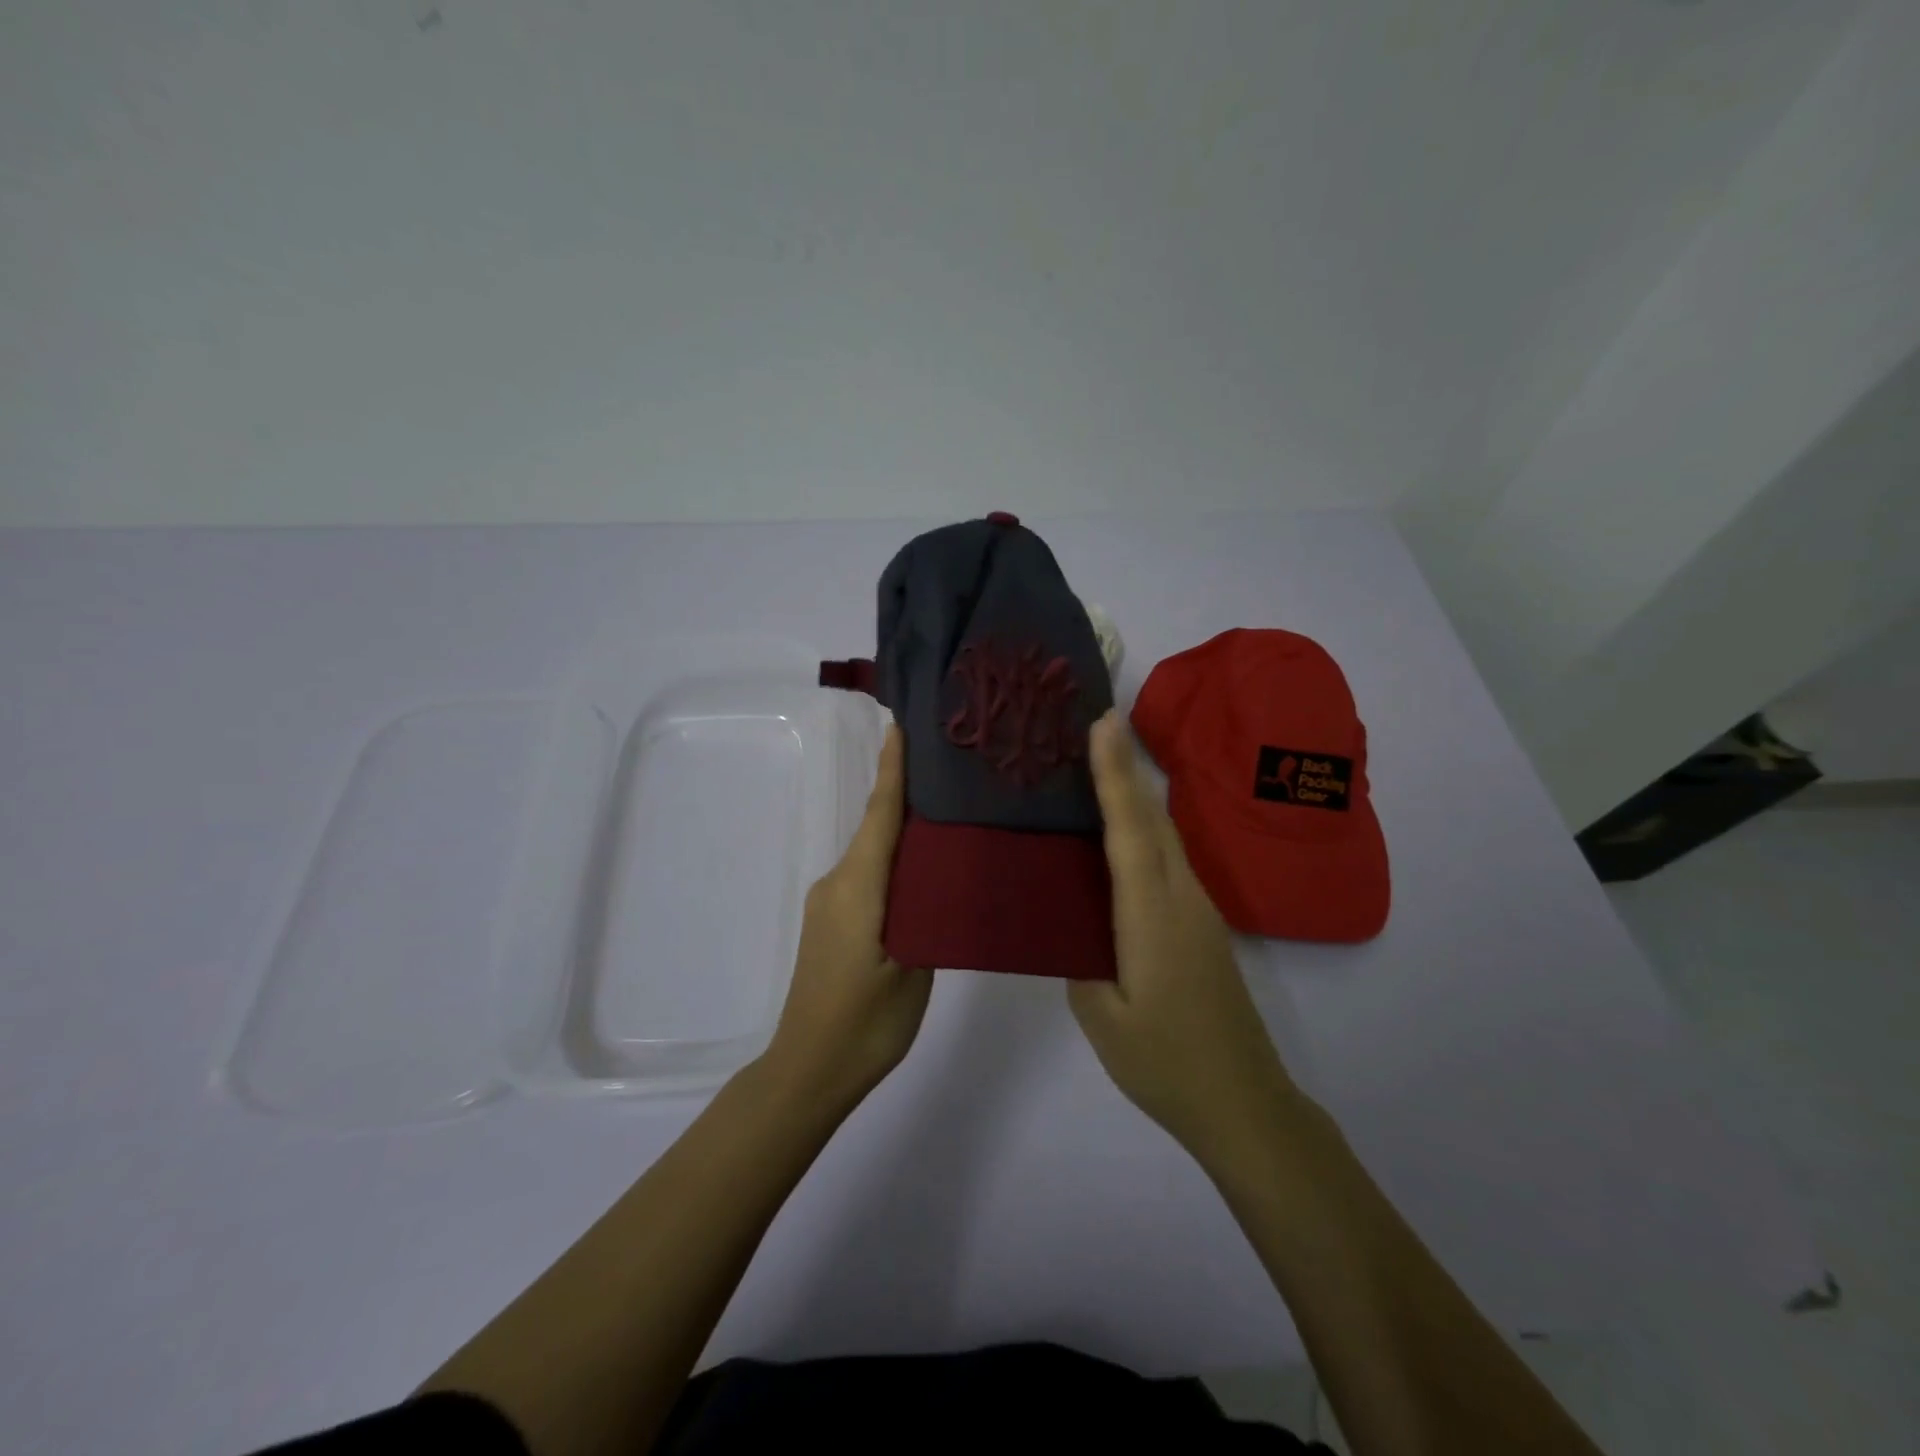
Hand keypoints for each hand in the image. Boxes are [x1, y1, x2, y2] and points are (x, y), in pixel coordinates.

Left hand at [764, 723, 931, 1111]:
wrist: (806, 1071)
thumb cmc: (864, 1024)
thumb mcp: (913, 971)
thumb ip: (927, 915)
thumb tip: (940, 877)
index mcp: (857, 887)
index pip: (879, 815)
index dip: (892, 770)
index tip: (902, 728)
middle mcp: (836, 883)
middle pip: (874, 827)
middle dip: (905, 794)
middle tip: (950, 771)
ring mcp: (829, 902)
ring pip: (871, 853)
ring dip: (900, 831)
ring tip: (946, 819)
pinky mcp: (830, 922)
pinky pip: (865, 876)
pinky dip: (891, 862)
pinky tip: (920, 872)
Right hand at [1069, 711, 1300, 1160]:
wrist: (1243, 1102)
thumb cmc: (1166, 1063)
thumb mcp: (1103, 1018)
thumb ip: (1079, 958)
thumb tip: (1071, 920)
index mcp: (1152, 915)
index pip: (1130, 829)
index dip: (1113, 773)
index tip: (1101, 722)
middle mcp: (1182, 897)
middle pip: (1153, 817)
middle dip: (1125, 765)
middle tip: (1092, 723)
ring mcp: (1198, 909)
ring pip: (1164, 834)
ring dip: (1134, 792)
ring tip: (1098, 762)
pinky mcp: (1201, 923)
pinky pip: (1168, 858)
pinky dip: (1143, 826)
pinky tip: (1118, 830)